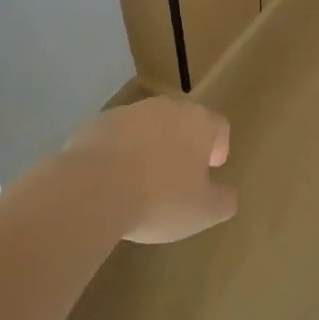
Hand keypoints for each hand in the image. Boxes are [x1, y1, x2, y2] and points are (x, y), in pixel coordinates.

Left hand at [67, 97, 236, 243]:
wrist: (92, 189)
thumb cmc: (160, 199)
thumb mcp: (204, 212)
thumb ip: (224, 200)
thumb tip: (226, 193)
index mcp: (198, 122)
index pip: (219, 126)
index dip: (218, 148)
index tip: (209, 171)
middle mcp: (166, 107)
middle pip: (183, 121)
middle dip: (183, 145)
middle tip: (178, 177)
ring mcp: (128, 112)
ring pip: (148, 127)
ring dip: (150, 147)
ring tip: (142, 182)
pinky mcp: (96, 124)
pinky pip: (118, 137)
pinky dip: (120, 153)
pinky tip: (113, 182)